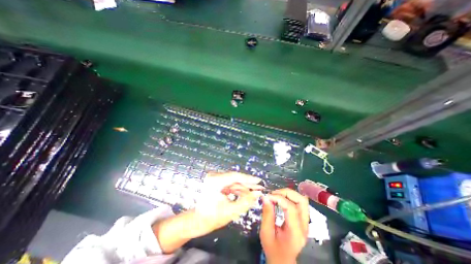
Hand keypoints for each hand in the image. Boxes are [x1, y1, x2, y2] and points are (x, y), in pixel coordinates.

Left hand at [193, 171, 263, 234]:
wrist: (198, 221)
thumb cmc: (212, 218)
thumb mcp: (231, 211)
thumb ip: (246, 201)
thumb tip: (257, 193)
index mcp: (215, 181)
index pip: (235, 176)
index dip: (248, 179)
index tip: (258, 181)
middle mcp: (214, 176)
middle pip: (235, 178)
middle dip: (248, 184)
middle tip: (259, 187)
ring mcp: (215, 178)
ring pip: (234, 181)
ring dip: (244, 187)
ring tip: (255, 191)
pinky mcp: (217, 182)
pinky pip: (230, 184)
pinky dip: (238, 189)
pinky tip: (246, 193)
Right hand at [262, 188, 309, 262]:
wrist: (283, 260)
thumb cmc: (273, 249)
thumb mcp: (266, 233)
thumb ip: (267, 214)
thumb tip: (265, 197)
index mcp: (296, 232)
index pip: (291, 208)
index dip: (279, 198)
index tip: (267, 196)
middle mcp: (304, 226)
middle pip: (301, 201)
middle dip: (286, 193)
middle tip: (274, 194)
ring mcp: (305, 222)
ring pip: (302, 200)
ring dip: (289, 194)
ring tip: (277, 195)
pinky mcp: (303, 219)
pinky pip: (300, 203)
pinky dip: (290, 197)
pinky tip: (281, 198)